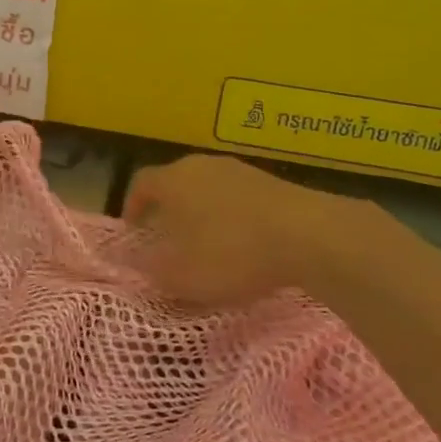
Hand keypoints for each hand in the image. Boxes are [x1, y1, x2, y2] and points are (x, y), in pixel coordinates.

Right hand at [123, 155, 400, 307]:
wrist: (308, 235)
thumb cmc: (230, 252)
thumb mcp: (180, 275)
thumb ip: (152, 269)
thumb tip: (138, 262)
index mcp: (173, 180)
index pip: (141, 184)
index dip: (132, 206)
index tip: (133, 231)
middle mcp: (201, 166)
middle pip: (176, 183)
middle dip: (169, 211)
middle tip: (168, 239)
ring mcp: (240, 170)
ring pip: (209, 189)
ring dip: (203, 213)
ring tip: (209, 245)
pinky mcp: (273, 183)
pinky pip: (240, 198)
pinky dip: (234, 217)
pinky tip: (245, 244)